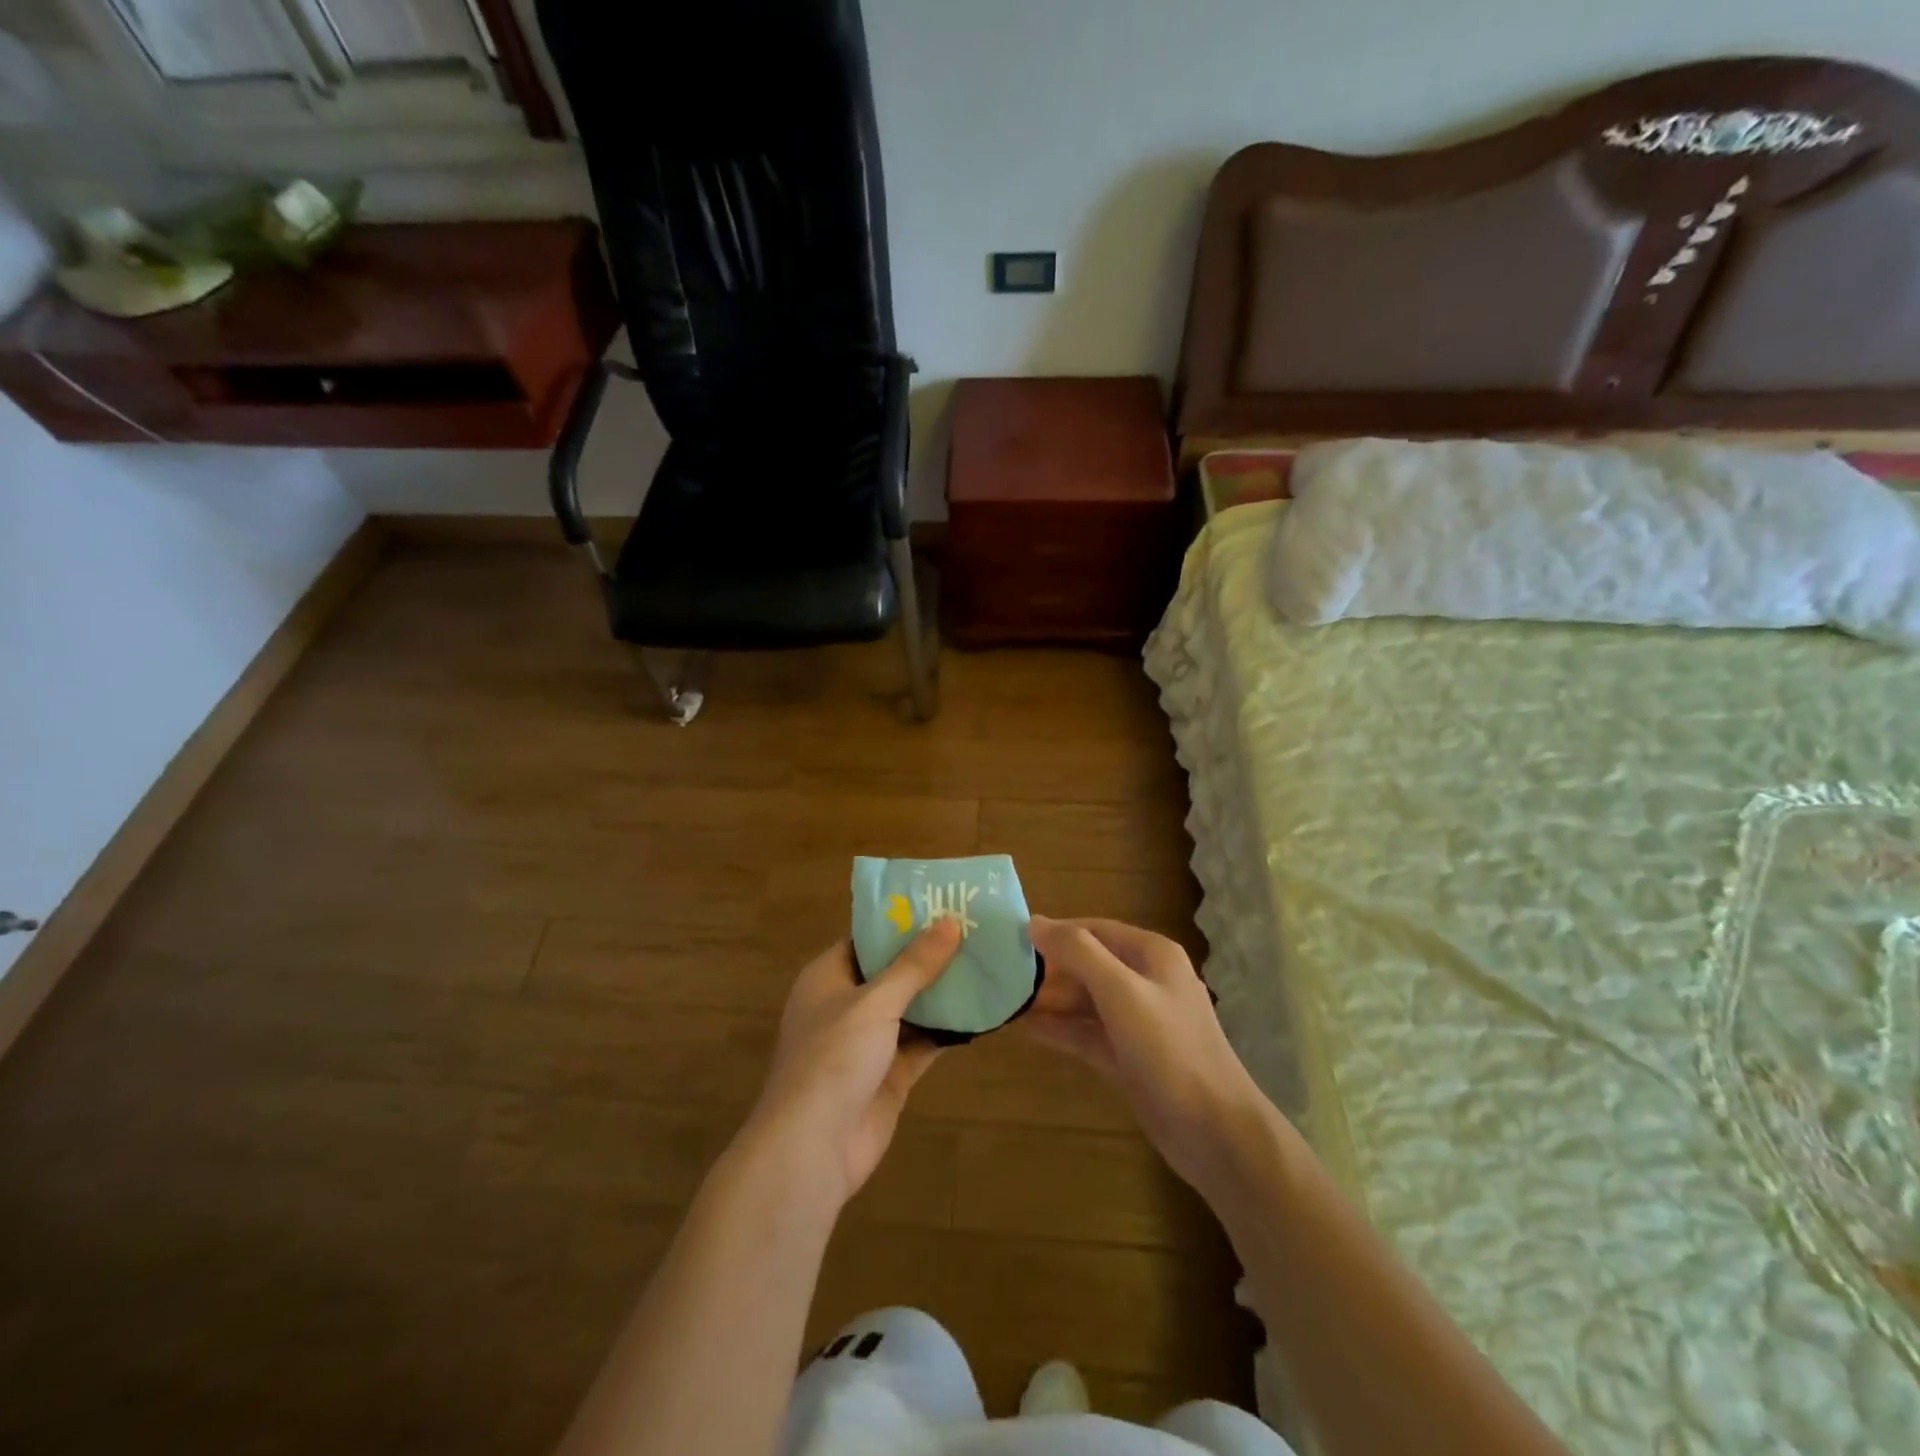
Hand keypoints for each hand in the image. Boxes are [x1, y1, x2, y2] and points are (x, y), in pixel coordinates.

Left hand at [742, 921, 960, 1206]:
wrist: (812, 1149)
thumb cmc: (833, 1059)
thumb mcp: (875, 1002)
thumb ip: (914, 965)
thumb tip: (950, 922)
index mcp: (828, 977)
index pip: (867, 938)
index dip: (902, 922)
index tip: (942, 904)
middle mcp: (846, 1005)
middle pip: (892, 972)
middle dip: (929, 956)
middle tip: (975, 931)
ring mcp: (868, 1043)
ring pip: (910, 1008)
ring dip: (941, 993)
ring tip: (986, 963)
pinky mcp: (888, 1075)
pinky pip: (921, 1043)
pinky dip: (946, 1030)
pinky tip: (981, 1012)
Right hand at [1025, 917, 1267, 1195]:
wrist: (1214, 1132)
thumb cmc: (1169, 1050)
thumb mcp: (1121, 992)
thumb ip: (1078, 953)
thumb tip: (1035, 922)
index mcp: (1151, 955)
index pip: (1094, 929)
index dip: (1055, 932)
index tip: (1011, 939)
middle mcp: (1145, 980)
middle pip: (1088, 964)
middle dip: (1048, 969)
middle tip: (1001, 974)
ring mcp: (1138, 1021)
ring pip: (1085, 1000)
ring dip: (1050, 1000)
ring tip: (1005, 1000)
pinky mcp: (1129, 1056)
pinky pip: (1087, 1032)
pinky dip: (1060, 1029)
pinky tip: (1025, 1029)